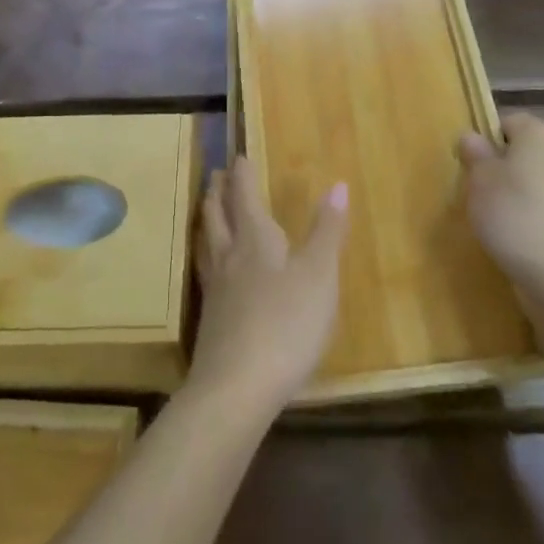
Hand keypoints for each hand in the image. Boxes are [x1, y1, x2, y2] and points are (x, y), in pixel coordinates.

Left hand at [188, 158, 347, 419]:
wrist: (237, 388)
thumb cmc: (287, 325)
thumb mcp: (319, 276)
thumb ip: (327, 231)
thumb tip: (337, 184)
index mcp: (255, 240)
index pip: (244, 197)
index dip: (242, 175)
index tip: (239, 156)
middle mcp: (229, 257)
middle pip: (217, 215)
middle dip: (218, 192)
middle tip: (217, 175)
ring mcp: (215, 289)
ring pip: (206, 242)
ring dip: (207, 220)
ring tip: (208, 211)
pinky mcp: (210, 319)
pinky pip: (205, 271)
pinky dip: (207, 255)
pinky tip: (212, 269)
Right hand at [457, 112, 543, 294]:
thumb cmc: (514, 213)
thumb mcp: (480, 179)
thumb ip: (475, 154)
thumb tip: (472, 137)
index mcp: (540, 135)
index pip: (509, 122)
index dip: (487, 139)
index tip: (470, 164)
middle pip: (525, 151)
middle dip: (501, 167)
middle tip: (477, 190)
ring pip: (536, 180)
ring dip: (517, 193)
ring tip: (494, 218)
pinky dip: (532, 215)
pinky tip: (516, 236)